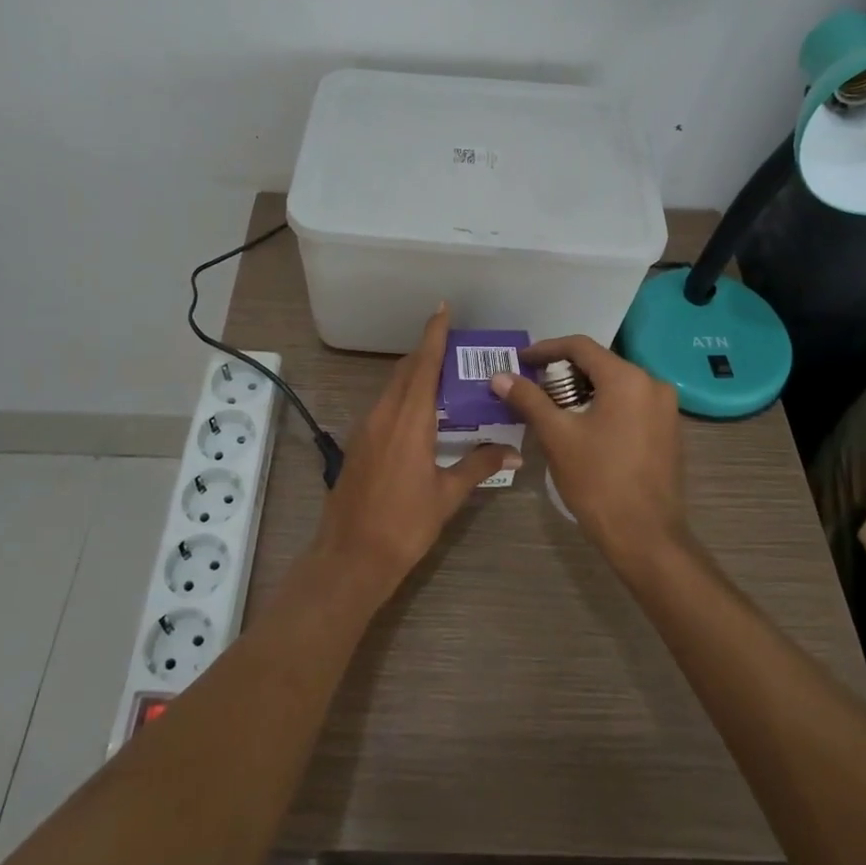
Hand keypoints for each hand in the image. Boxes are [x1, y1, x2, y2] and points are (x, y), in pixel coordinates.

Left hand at [311, 304, 516, 596]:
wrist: (351, 556)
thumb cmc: (405, 524)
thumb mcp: (447, 495)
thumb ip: (479, 465)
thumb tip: (513, 451)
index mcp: (409, 419)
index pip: (424, 365)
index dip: (433, 335)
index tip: (442, 308)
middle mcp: (384, 413)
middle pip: (406, 370)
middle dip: (427, 351)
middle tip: (454, 344)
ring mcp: (366, 426)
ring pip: (393, 386)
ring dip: (415, 374)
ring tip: (443, 374)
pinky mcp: (359, 442)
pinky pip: (384, 404)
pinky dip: (403, 395)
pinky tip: (420, 411)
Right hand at [491, 336, 686, 568]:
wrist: (646, 537)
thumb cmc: (598, 481)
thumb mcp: (556, 436)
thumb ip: (528, 399)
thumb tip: (499, 376)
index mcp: (627, 379)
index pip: (580, 347)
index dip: (546, 350)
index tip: (521, 360)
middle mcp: (652, 384)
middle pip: (600, 364)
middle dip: (563, 372)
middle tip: (533, 387)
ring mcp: (665, 409)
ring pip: (616, 385)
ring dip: (583, 390)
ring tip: (553, 407)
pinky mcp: (669, 431)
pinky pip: (631, 404)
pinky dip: (604, 406)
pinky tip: (583, 425)